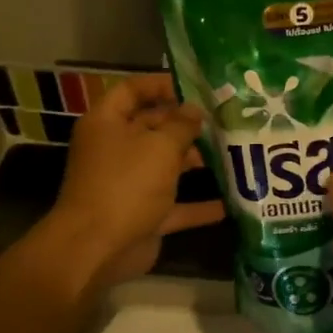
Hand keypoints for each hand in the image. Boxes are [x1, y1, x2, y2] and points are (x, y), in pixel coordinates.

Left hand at [42, 75, 224, 292]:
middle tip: (225, 119)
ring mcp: (130, 184)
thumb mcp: (160, 146)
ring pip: (167, 166)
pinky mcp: (144, 214)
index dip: (161, 84)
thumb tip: (194, 111)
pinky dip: (200, 206)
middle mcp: (116, 150)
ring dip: (197, 162)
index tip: (196, 86)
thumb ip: (182, 126)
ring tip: (234, 153)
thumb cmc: (126, 184)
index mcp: (108, 123)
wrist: (98, 247)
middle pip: (153, 127)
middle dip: (187, 124)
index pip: (132, 90)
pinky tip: (231, 203)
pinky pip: (176, 206)